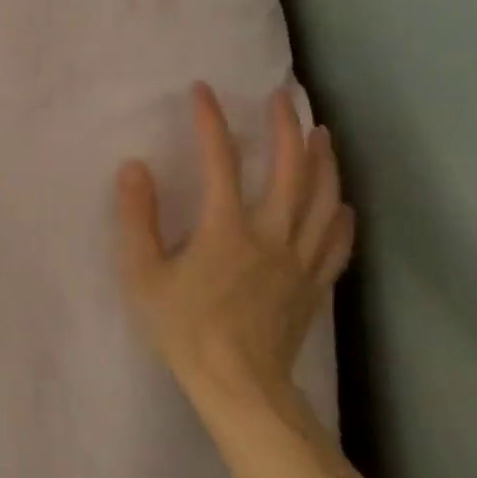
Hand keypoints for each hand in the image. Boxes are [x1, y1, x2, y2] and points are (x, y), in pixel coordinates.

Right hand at [115, 84, 354, 416]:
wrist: (240, 387)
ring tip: (322, 134)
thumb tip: (134, 167)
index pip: (220, 160)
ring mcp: (299, 260)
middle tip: (284, 97)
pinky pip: (336, 244)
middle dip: (285, 127)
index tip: (203, 90)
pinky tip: (342, 203)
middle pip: (288, 169)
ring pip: (321, 199)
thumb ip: (136, 219)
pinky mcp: (314, 286)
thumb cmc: (184, 329)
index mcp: (226, 228)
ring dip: (323, 162)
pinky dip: (341, 218)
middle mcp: (270, 234)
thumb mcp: (143, 275)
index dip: (211, 120)